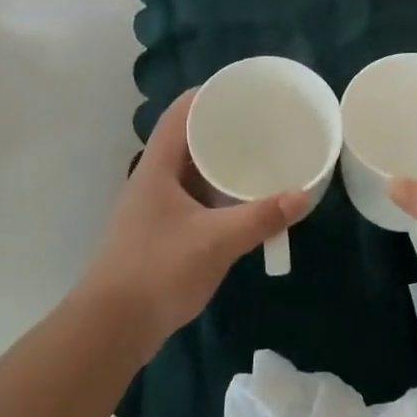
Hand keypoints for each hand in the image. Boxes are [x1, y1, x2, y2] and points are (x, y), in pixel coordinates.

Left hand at [78, 90, 308, 352]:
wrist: (114, 326)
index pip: (179, 115)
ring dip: (220, 165)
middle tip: (262, 125)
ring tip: (259, 158)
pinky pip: (193, 200)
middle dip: (222, 130)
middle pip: (187, 141)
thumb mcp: (216, 241)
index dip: (207, 95)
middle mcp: (152, 182)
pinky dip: (217, 195)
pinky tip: (242, 203)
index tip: (242, 90)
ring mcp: (154, 210)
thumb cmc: (158, 270)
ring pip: (191, 174)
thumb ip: (260, 217)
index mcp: (157, 169)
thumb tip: (302, 195)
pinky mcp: (160, 234)